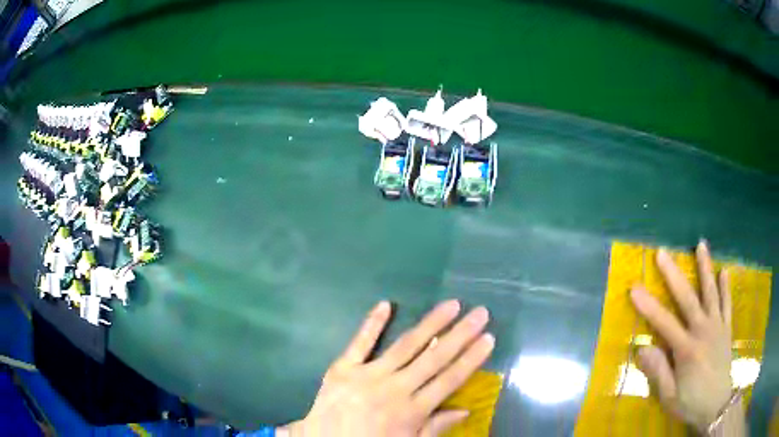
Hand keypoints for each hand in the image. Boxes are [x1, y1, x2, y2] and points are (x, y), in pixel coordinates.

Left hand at [282, 300, 493, 436]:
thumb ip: (435, 428)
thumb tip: (466, 410)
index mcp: (411, 410)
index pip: (449, 380)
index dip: (471, 359)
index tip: (488, 338)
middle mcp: (394, 388)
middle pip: (434, 358)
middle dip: (460, 334)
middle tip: (480, 312)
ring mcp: (367, 375)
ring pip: (405, 346)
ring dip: (430, 324)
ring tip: (451, 305)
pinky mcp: (342, 368)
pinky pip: (359, 343)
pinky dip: (372, 323)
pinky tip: (385, 304)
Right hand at [630, 240, 732, 431]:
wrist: (717, 405)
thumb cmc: (691, 403)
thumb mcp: (669, 396)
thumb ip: (658, 372)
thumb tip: (641, 348)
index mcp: (687, 349)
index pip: (664, 323)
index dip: (648, 305)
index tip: (634, 287)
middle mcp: (703, 331)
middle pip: (688, 299)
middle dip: (674, 275)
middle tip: (662, 253)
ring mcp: (717, 327)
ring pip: (711, 293)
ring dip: (706, 268)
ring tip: (701, 245)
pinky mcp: (726, 329)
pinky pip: (727, 304)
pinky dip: (725, 287)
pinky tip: (724, 271)